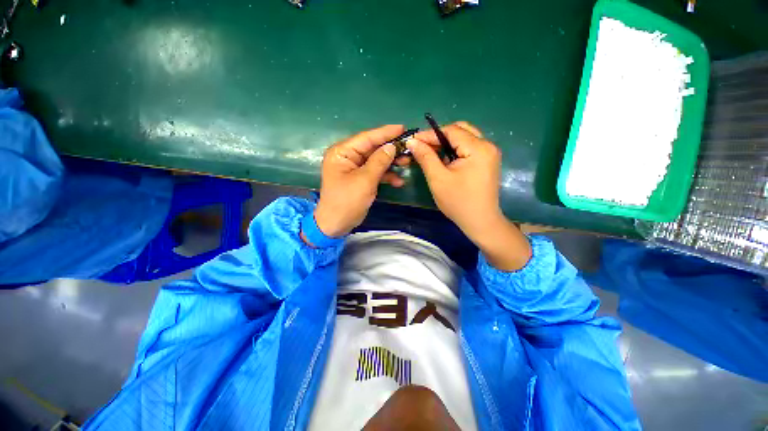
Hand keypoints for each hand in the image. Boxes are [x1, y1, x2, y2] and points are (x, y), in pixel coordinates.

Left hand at [313, 125, 406, 238]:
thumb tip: (392, 146)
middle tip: (409, 148)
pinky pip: (375, 172)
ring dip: (391, 163)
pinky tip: (398, 182)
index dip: (385, 133)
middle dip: (391, 149)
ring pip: (376, 160)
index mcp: (342, 152)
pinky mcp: (360, 179)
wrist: (336, 225)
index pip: (366, 138)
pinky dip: (386, 176)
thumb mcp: (365, 180)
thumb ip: (379, 161)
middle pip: (372, 148)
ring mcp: (354, 168)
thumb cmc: (347, 201)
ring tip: (407, 163)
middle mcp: (347, 157)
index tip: (403, 128)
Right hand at [408, 121, 531, 270]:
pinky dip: (454, 150)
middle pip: (461, 130)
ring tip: (431, 153)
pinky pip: (468, 148)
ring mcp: (489, 154)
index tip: (413, 140)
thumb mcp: (438, 178)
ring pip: (464, 138)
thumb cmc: (458, 202)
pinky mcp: (487, 161)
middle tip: (423, 146)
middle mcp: (488, 146)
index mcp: (478, 148)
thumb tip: (412, 141)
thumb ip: (425, 157)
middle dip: (439, 136)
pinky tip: (444, 160)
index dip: (430, 134)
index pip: (451, 131)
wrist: (480, 222)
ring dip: (446, 143)